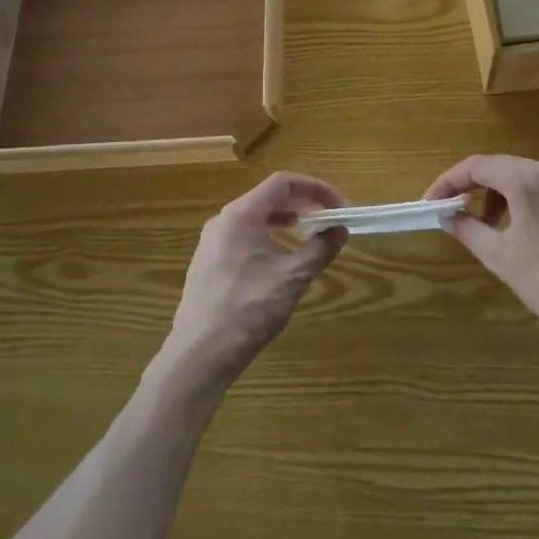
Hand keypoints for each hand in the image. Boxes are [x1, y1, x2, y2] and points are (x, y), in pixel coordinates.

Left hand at [160, 173, 348, 393]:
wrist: (198, 356)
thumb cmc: (248, 310)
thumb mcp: (292, 278)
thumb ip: (319, 249)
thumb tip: (339, 229)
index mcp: (241, 214)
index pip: (283, 182)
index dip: (315, 188)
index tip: (339, 206)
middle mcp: (223, 220)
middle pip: (268, 197)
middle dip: (302, 204)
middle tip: (328, 220)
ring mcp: (211, 243)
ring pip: (254, 218)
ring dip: (285, 221)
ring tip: (307, 235)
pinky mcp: (207, 265)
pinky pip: (243, 237)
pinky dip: (267, 237)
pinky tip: (278, 261)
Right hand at [426, 156, 538, 351]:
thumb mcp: (501, 258)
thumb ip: (468, 230)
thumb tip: (447, 217)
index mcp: (526, 179)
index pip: (476, 166)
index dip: (449, 181)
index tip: (433, 202)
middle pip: (503, 168)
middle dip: (476, 189)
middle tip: (460, 215)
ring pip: (529, 179)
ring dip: (504, 197)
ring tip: (495, 229)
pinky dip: (531, 203)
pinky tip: (531, 234)